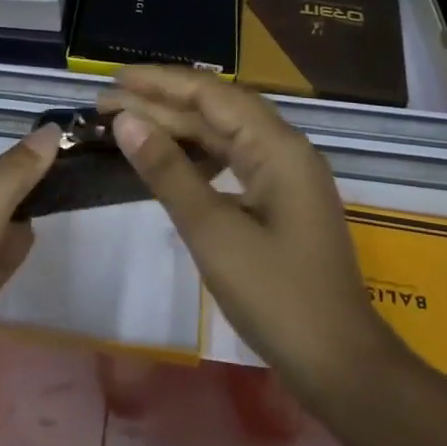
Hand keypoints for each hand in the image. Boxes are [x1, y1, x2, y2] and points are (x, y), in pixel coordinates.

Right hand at [98, 67, 399, 407]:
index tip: (114, 80)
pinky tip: (169, 158)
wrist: (339, 365)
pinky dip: (197, 154)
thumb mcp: (213, 232)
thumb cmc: (276, 296)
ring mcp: (286, 175)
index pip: (211, 94)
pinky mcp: (281, 200)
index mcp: (277, 146)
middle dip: (162, 102)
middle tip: (107, 103)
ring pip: (225, 134)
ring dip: (177, 126)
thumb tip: (125, 120)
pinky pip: (234, 159)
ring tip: (129, 124)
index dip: (160, 82)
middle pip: (217, 109)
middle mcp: (285, 149)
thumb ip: (168, 171)